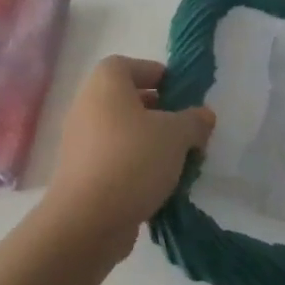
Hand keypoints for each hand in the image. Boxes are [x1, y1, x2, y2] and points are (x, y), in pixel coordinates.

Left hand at [41, 56, 214, 257]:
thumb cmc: (132, 159)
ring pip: (123, 131)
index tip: (183, 94)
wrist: (87, 219)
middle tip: (187, 130)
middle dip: (160, 113)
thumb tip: (203, 115)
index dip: (158, 75)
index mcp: (106, 82)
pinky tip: (159, 185)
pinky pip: (114, 158)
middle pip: (128, 99)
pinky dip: (135, 165)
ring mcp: (81, 139)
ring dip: (150, 143)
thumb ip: (194, 121)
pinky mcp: (81, 171)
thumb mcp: (176, 135)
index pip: (132, 65)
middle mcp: (88, 104)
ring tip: (179, 162)